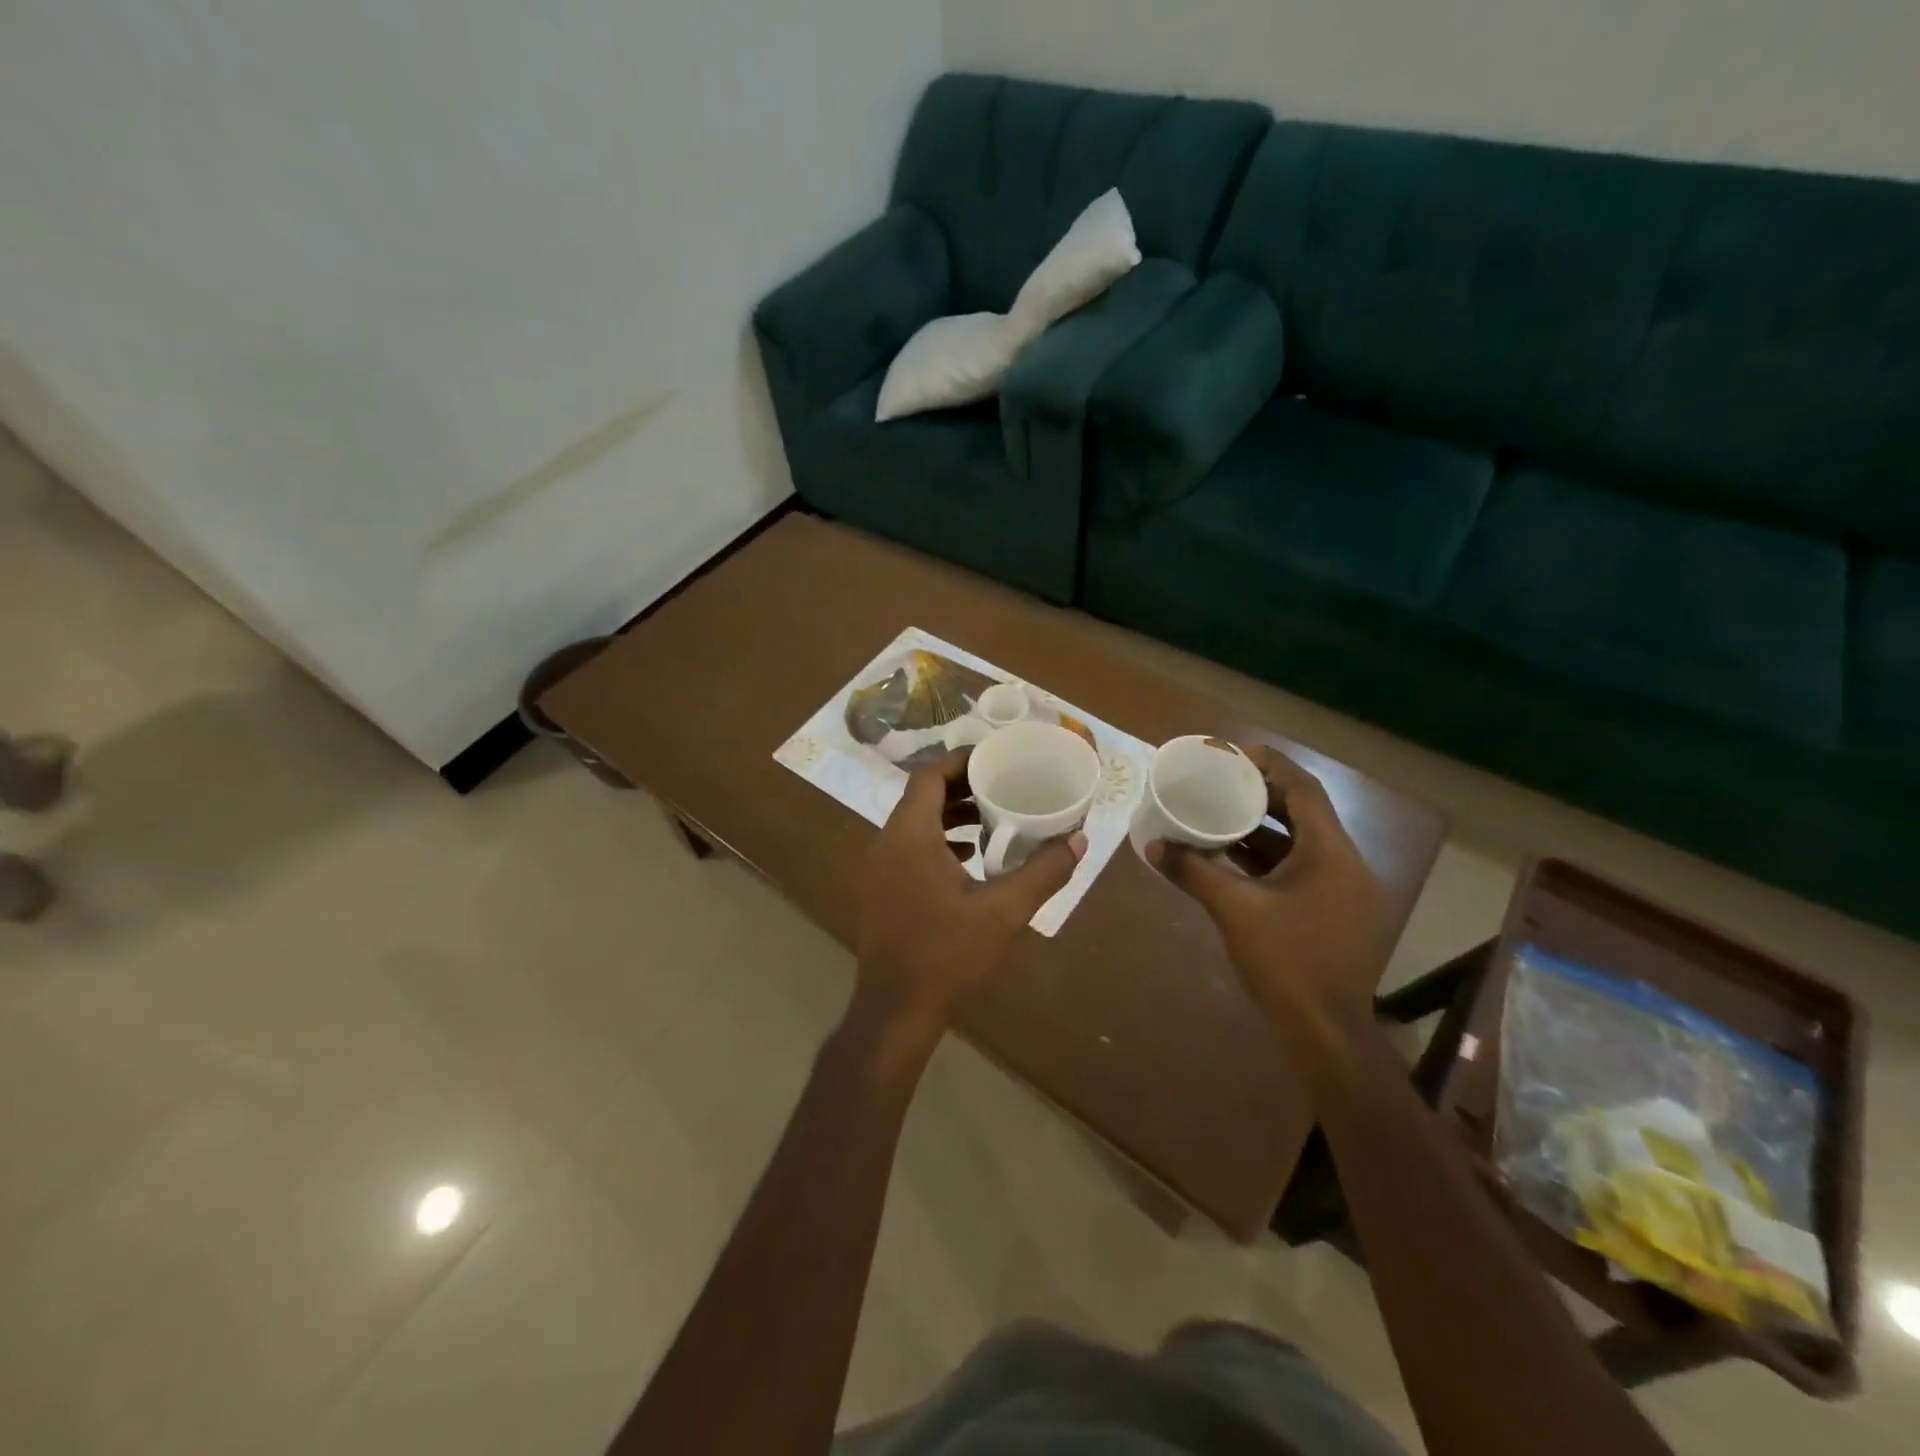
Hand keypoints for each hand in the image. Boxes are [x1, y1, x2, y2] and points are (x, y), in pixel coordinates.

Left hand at [854, 748, 1085, 1048]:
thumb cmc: (947, 953)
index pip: (928, 775)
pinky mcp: (884, 889)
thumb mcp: (1004, 911)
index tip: (994, 757)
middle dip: (961, 785)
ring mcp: (881, 867)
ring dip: (951, 813)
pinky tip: (971, 856)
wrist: (896, 1009)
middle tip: (1001, 782)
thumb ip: (1043, 872)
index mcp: (909, 835)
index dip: (960, 760)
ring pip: (916, 822)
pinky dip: (940, 840)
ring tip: (993, 815)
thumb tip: (1078, 840)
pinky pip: (911, 846)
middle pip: (921, 796)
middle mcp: (888, 842)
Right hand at [1147, 744, 1383, 1018]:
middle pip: (1304, 811)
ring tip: (1219, 812)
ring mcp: (1344, 890)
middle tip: (1219, 780)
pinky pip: (1302, 868)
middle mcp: (1345, 863)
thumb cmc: (1286, 961)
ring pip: (1302, 842)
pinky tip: (1233, 858)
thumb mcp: (1233, 909)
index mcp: (1330, 852)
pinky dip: (1269, 857)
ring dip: (1263, 827)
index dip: (1270, 764)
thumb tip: (1151, 845)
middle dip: (1262, 793)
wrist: (1326, 1032)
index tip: (1232, 755)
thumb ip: (1192, 871)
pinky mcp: (1335, 912)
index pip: (1304, 788)